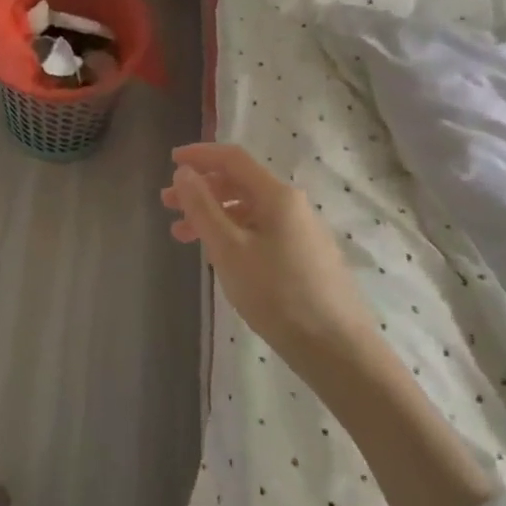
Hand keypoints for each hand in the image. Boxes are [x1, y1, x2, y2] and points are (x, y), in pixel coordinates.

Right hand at [162, 143, 373, 364]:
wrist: (337, 350)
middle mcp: (292, 205)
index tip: (170, 159)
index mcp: (277, 195)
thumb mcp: (229, 249)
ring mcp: (302, 232)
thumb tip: (184, 172)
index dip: (199, 155)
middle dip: (201, 189)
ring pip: (248, 210)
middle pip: (240, 183)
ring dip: (213, 215)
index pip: (233, 159)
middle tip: (168, 204)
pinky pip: (261, 231)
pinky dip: (233, 234)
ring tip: (182, 236)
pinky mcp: (306, 257)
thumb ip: (202, 207)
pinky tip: (218, 256)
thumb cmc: (277, 294)